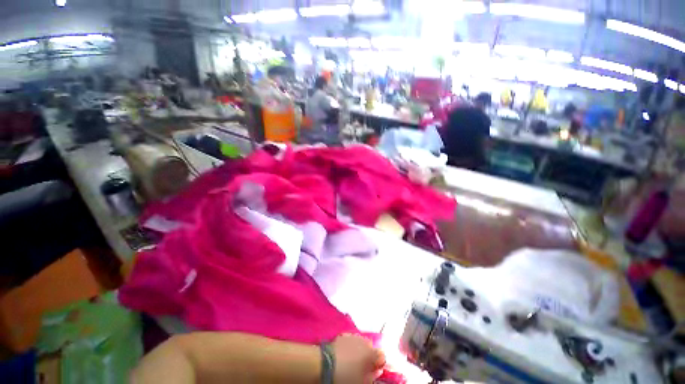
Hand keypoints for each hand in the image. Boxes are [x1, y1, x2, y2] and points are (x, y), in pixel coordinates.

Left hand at [332, 334, 385, 383]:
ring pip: (361, 342)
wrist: (324, 365)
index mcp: (371, 352)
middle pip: (371, 346)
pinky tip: (347, 353)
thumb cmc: (345, 376)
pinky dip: (352, 345)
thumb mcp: (361, 381)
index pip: (382, 355)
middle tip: (365, 366)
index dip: (380, 363)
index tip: (377, 369)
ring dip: (361, 349)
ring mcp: (353, 336)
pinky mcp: (343, 336)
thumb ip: (372, 375)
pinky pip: (351, 340)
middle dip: (370, 354)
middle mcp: (363, 341)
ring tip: (355, 360)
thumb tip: (377, 371)